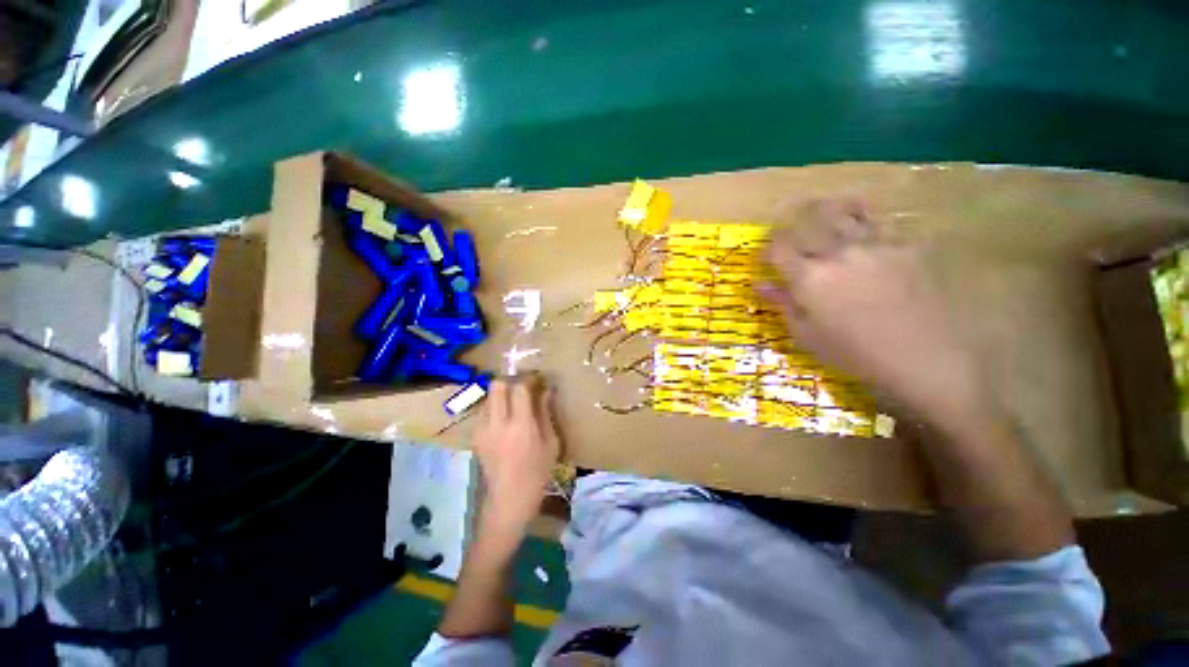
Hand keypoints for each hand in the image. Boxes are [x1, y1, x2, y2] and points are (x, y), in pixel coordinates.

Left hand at [472, 376, 559, 535]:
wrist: (509, 500)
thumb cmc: (537, 473)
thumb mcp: (550, 443)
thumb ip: (546, 413)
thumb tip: (547, 390)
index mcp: (520, 426)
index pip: (519, 388)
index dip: (528, 378)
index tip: (537, 378)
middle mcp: (498, 423)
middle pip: (497, 385)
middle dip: (510, 379)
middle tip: (522, 385)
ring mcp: (483, 430)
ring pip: (488, 396)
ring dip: (501, 393)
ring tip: (514, 402)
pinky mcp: (475, 437)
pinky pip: (484, 411)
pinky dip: (494, 407)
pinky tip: (504, 418)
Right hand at [759, 198, 986, 428]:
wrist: (923, 359)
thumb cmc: (854, 354)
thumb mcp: (807, 335)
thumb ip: (783, 304)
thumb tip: (760, 285)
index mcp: (809, 278)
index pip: (779, 249)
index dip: (768, 248)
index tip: (766, 254)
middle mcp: (838, 253)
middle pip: (808, 222)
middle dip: (792, 220)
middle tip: (788, 222)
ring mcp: (875, 245)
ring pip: (844, 212)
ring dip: (827, 207)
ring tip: (821, 207)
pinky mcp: (906, 246)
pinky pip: (880, 221)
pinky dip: (864, 214)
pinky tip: (860, 215)